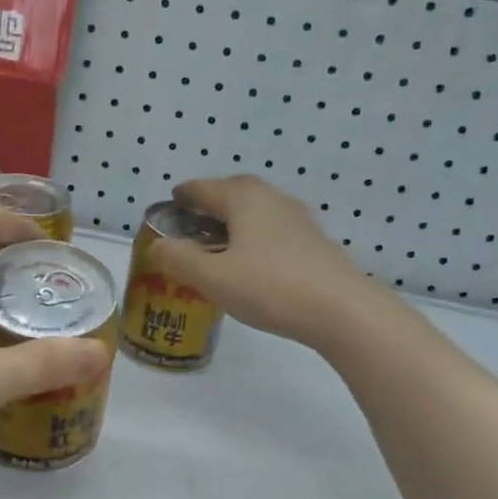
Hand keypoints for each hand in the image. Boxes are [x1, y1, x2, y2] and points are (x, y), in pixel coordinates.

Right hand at [149, 176, 383, 348]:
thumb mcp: (212, 278)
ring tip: (218, 244)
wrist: (341, 310)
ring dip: (234, 221)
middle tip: (191, 224)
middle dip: (210, 203)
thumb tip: (156, 244)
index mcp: (243, 199)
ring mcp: (298, 220)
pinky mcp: (313, 243)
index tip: (169, 204)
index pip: (203, 188)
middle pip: (234, 192)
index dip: (182, 196)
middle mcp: (272, 199)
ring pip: (257, 211)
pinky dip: (254, 237)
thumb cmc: (269, 287)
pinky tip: (251, 262)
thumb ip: (179, 259)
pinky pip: (273, 230)